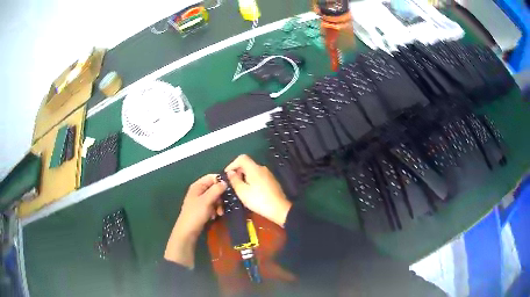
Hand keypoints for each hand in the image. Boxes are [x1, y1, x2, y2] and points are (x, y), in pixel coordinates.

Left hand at [164, 174, 226, 268]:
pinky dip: (215, 210)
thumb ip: (216, 190)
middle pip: (214, 188)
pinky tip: (215, 216)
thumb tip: (225, 182)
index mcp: (198, 186)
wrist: (188, 231)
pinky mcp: (202, 209)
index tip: (230, 188)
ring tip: (219, 213)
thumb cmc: (196, 214)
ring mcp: (200, 200)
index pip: (212, 177)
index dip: (221, 181)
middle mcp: (199, 191)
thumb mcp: (207, 200)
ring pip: (215, 198)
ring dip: (219, 205)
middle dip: (220, 196)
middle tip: (224, 204)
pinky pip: (212, 205)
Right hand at [225, 155, 291, 226]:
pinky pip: (259, 176)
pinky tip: (251, 191)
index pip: (241, 158)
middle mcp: (262, 168)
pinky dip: (252, 180)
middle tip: (232, 183)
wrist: (279, 209)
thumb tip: (230, 172)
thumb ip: (234, 180)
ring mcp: (268, 174)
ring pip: (253, 171)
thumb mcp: (242, 191)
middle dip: (238, 171)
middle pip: (247, 164)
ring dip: (245, 176)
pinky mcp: (272, 181)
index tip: (227, 174)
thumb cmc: (258, 200)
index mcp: (254, 168)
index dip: (232, 164)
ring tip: (240, 188)